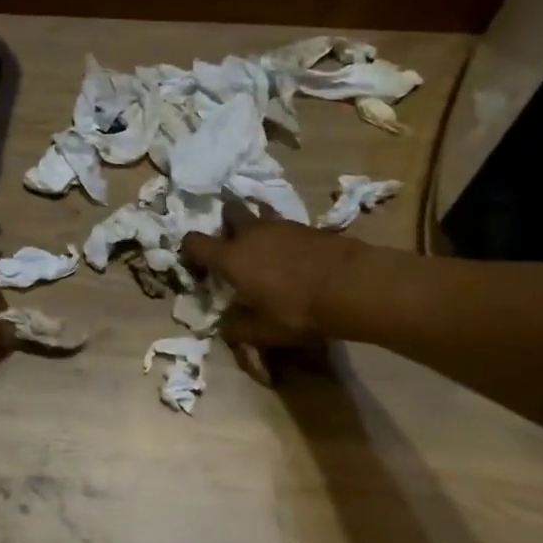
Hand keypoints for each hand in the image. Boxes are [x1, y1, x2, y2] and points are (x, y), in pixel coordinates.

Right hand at [181, 202, 362, 344]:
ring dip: (258, 226)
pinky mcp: (308, 226)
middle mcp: (251, 234)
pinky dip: (284, 236)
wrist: (352, 286)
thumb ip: (240, 328)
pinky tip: (295, 255)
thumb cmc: (299, 310)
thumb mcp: (265, 331)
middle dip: (227, 223)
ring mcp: (281, 226)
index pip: (195, 242)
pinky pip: (286, 225)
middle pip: (229, 211)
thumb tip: (225, 327)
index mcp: (232, 257)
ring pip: (260, 214)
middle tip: (234, 245)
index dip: (189, 250)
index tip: (195, 264)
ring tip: (266, 248)